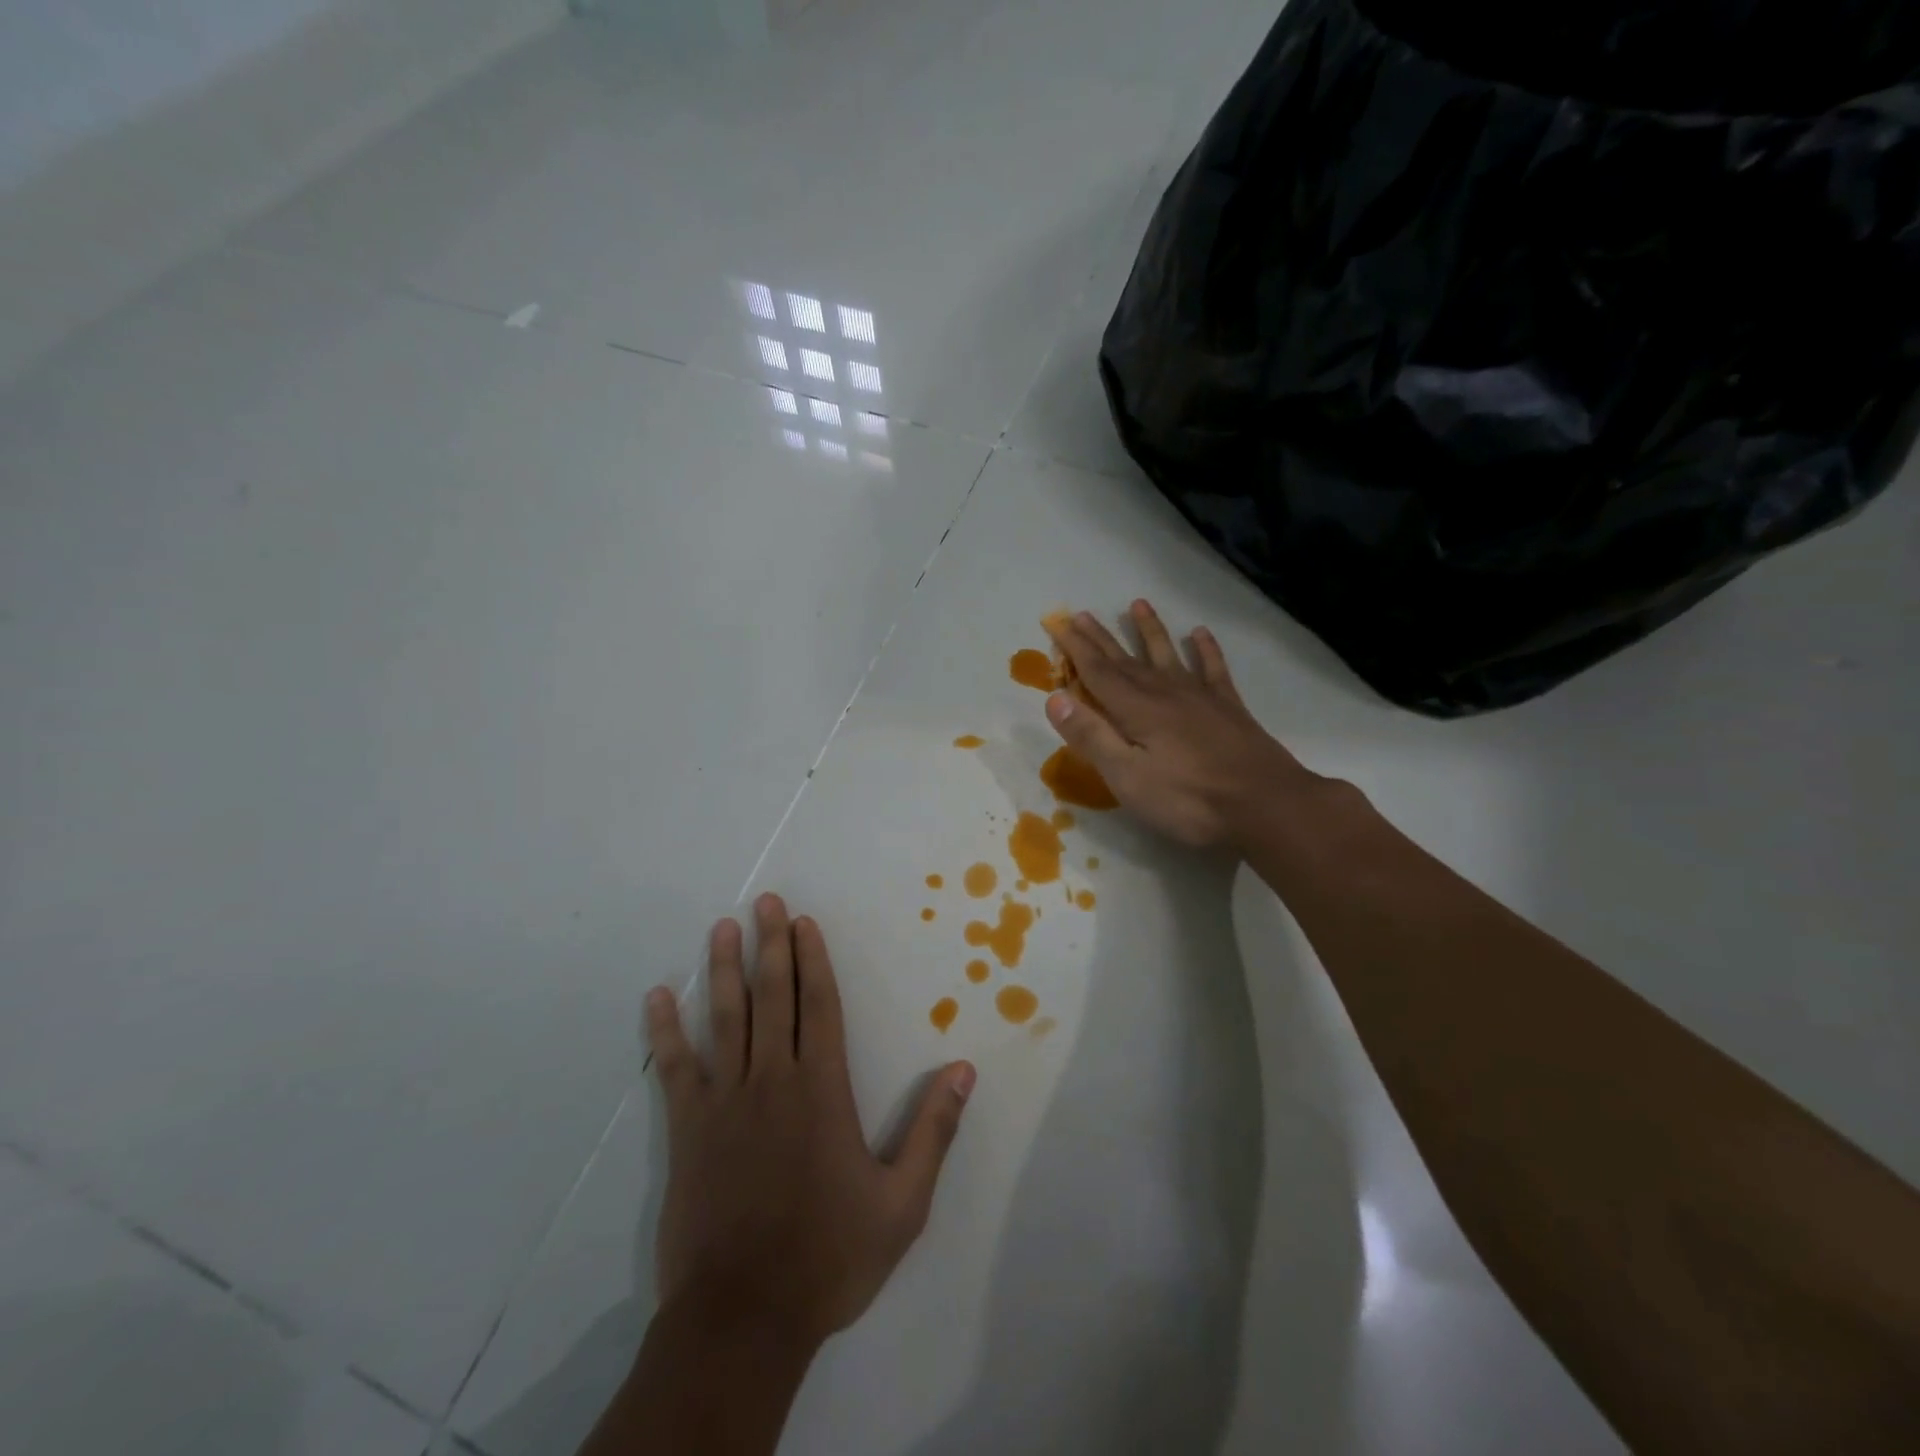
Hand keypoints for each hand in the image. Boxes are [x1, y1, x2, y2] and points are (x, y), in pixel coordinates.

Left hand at [645, 894, 975, 1350]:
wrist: (744, 1319)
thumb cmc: (828, 1257)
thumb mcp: (902, 1202)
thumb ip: (933, 1131)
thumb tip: (964, 1070)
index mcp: (822, 1090)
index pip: (819, 1006)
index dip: (812, 960)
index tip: (803, 922)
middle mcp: (772, 1080)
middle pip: (772, 997)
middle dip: (770, 945)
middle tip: (764, 901)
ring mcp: (725, 1102)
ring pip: (725, 1019)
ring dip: (723, 970)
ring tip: (722, 928)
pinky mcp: (688, 1130)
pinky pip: (676, 1068)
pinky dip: (666, 1032)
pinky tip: (657, 998)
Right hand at [1043, 600, 1326, 849]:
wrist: (1266, 805)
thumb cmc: (1188, 799)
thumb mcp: (1127, 777)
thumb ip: (1091, 736)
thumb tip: (1055, 698)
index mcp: (1136, 710)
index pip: (1097, 672)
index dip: (1075, 648)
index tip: (1058, 622)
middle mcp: (1165, 693)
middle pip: (1126, 660)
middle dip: (1102, 638)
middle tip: (1083, 613)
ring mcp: (1200, 698)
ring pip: (1167, 655)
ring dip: (1150, 630)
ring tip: (1138, 605)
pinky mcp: (1229, 708)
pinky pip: (1213, 669)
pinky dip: (1205, 649)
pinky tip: (1200, 633)